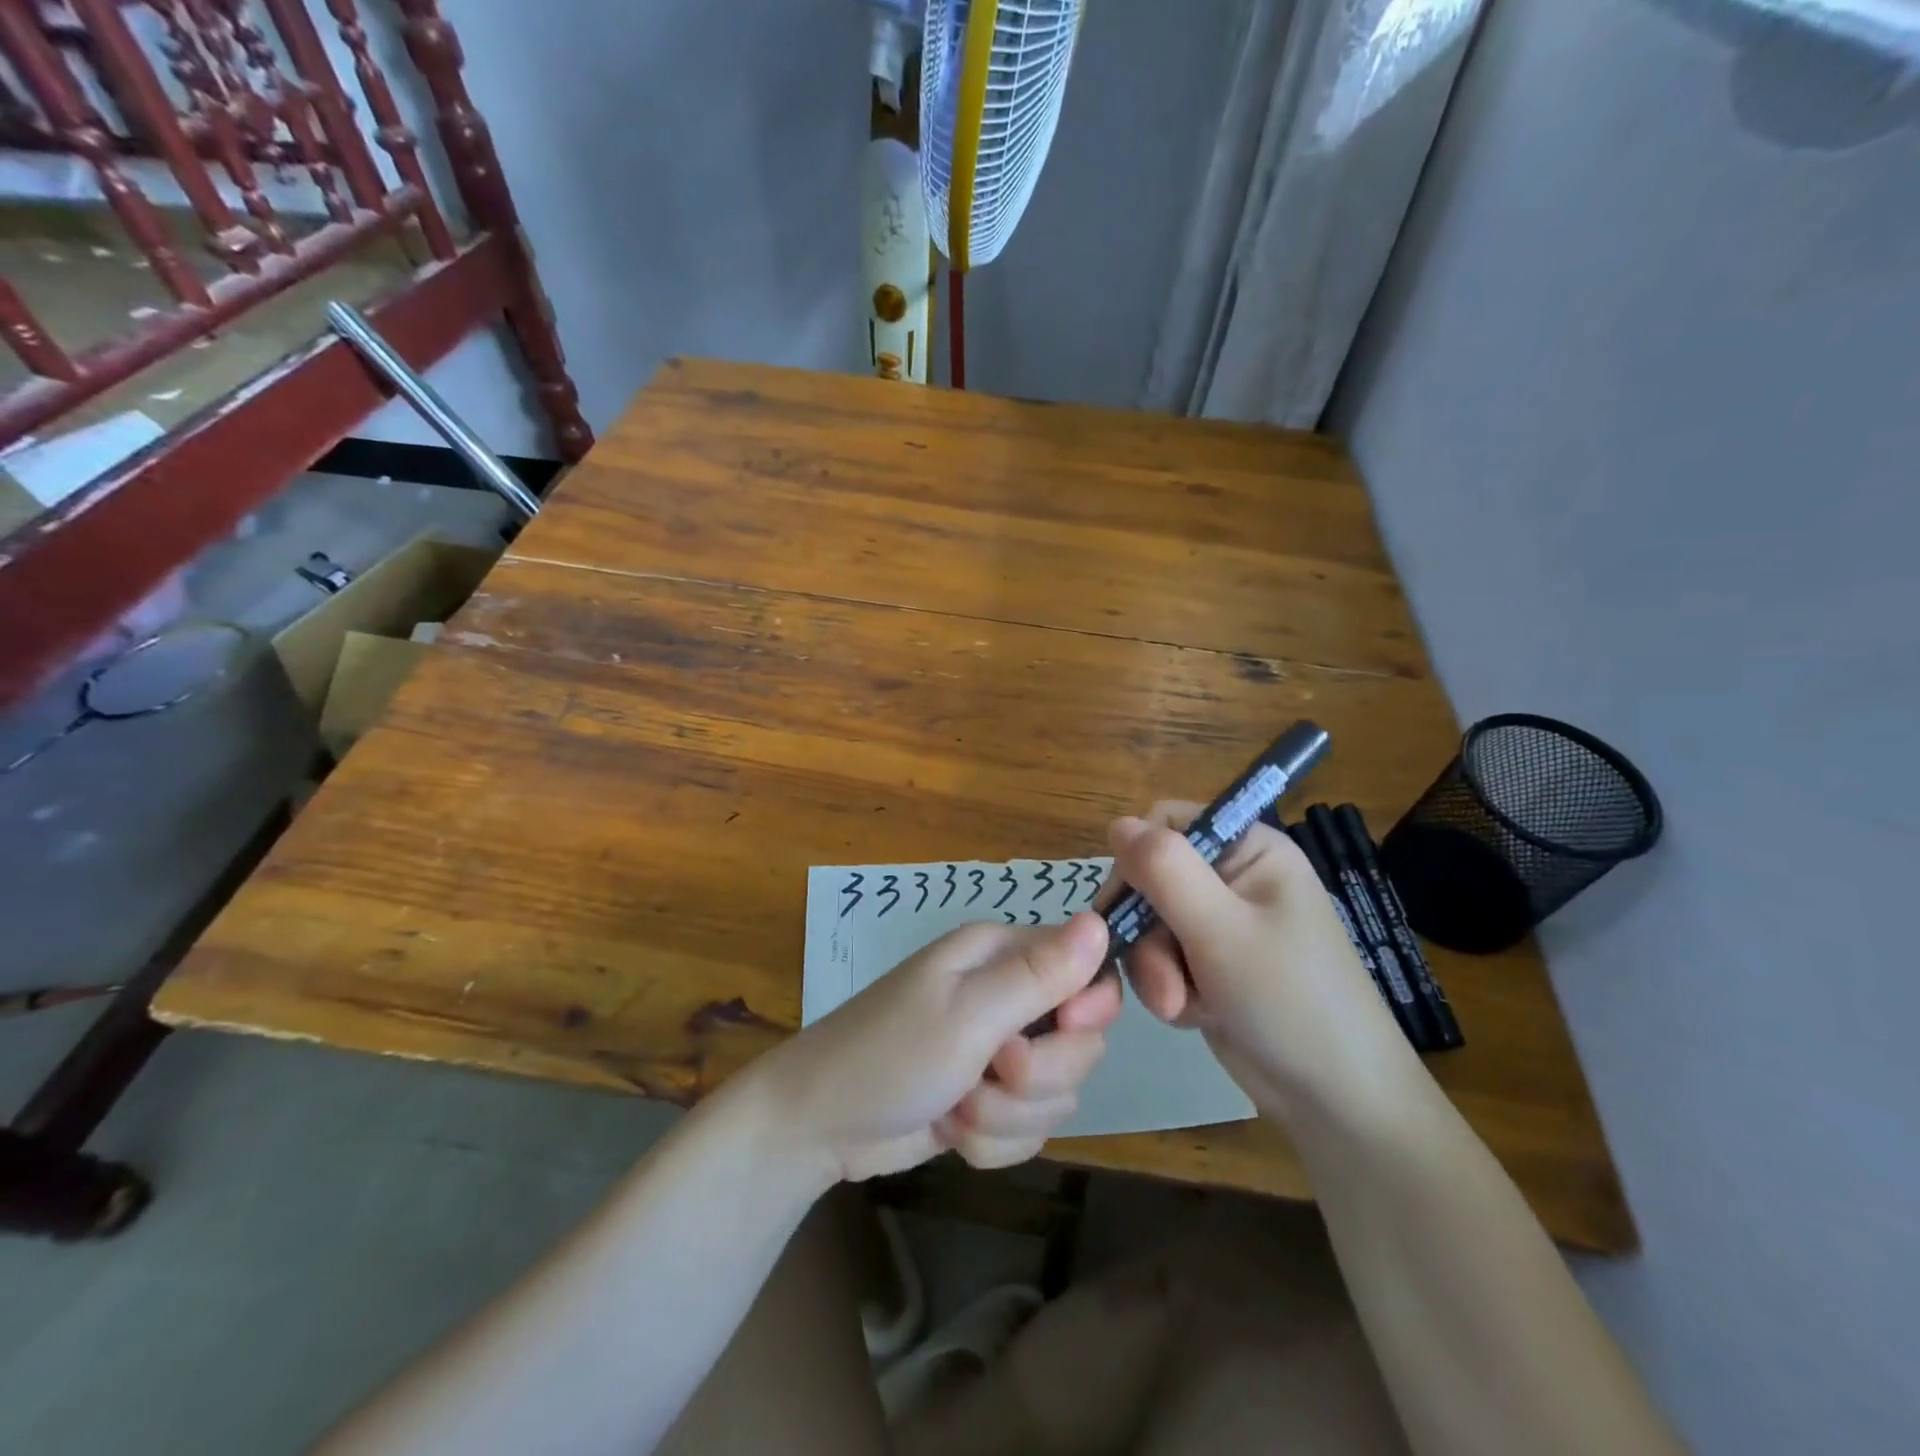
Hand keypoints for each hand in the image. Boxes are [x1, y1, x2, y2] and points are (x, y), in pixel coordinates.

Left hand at [758, 912, 1121, 1182]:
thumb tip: (1101, 922)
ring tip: (957, 1105)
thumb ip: (1038, 974)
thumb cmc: (889, 1055)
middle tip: (993, 1071)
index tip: (1065, 1030)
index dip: (1089, 1008)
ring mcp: (997, 1052)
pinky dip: (994, 1140)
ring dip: (1009, 1114)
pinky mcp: (989, 1100)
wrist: (817, 1126)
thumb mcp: (967, 1013)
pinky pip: (1029, 1129)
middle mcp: (1006, 996)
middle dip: (1040, 1074)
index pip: (1088, 969)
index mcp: (1001, 955)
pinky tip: (952, 1131)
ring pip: (1057, 1093)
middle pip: (1081, 1041)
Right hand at [1105, 805, 1414, 1112]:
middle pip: (1151, 880)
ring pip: (1150, 926)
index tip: (1125, 909)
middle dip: (1148, 936)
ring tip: (1181, 1008)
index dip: (1138, 860)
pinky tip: (1195, 1016)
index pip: (1167, 824)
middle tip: (1163, 984)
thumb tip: (1117, 823)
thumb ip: (1164, 871)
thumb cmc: (1289, 1001)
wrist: (1336, 1101)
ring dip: (1156, 970)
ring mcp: (1222, 925)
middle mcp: (1233, 879)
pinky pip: (1162, 960)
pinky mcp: (1211, 966)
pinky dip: (1169, 989)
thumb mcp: (1221, 930)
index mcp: (1250, 850)